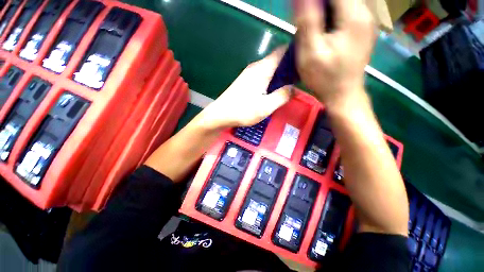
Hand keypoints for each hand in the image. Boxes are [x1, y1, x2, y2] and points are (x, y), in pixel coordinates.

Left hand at [200, 47, 292, 129]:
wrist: (220, 115)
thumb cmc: (242, 110)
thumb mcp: (266, 106)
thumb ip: (282, 96)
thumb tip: (293, 88)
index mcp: (262, 69)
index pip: (282, 51)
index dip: (295, 55)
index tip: (304, 66)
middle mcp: (255, 67)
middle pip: (277, 61)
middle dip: (289, 69)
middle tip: (299, 82)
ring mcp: (249, 74)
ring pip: (270, 70)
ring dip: (280, 77)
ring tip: (288, 89)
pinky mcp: (246, 82)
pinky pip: (263, 77)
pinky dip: (271, 82)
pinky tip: (273, 93)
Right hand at [294, 0, 375, 109]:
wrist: (342, 94)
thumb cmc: (324, 78)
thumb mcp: (310, 52)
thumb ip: (308, 21)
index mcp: (353, 16)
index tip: (304, 9)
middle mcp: (365, 13)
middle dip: (320, 3)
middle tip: (308, 20)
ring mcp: (366, 21)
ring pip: (344, 2)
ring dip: (326, 8)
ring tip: (315, 25)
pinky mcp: (362, 28)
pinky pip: (348, 10)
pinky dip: (333, 13)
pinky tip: (325, 28)